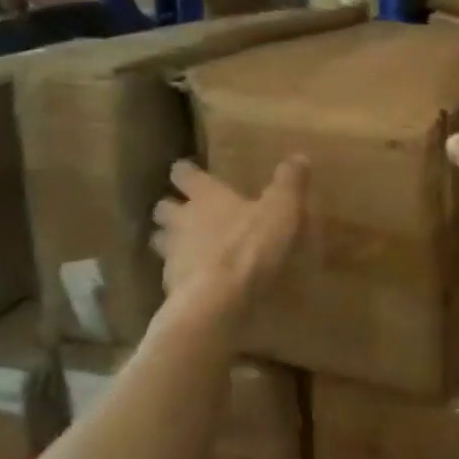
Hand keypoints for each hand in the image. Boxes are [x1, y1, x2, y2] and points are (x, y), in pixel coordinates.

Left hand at [151, 157, 308, 303]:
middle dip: (171, 208)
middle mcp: (181, 221)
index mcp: (206, 196)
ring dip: (169, 242)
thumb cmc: (251, 246)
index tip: (188, 172)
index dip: (186, 172)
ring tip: (187, 247)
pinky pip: (172, 276)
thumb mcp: (282, 209)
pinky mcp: (171, 288)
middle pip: (163, 208)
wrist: (218, 301)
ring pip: (160, 242)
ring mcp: (172, 256)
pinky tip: (198, 282)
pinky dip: (181, 276)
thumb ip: (289, 183)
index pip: (184, 174)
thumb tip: (299, 157)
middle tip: (185, 211)